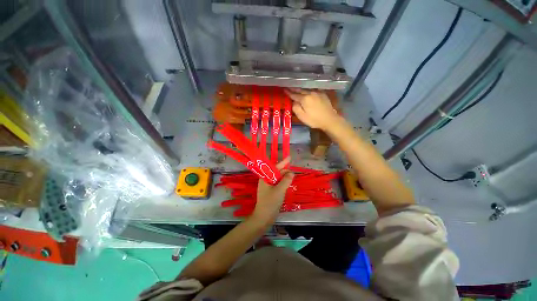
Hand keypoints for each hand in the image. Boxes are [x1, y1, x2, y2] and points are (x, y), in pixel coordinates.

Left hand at [252, 157, 293, 224]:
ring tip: (292, 177)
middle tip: (293, 173)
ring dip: (285, 177)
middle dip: (285, 171)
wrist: (264, 217)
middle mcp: (266, 180)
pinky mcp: (271, 191)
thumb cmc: (270, 202)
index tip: (289, 157)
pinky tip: (289, 183)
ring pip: (278, 178)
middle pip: (277, 172)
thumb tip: (292, 173)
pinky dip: (284, 183)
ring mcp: (269, 186)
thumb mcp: (279, 190)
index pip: (275, 167)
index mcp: (265, 177)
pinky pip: (278, 184)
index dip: (283, 162)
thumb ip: (286, 181)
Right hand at [285, 89, 340, 129]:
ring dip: (301, 89)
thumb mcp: (302, 117)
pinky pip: (313, 90)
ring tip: (296, 88)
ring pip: (307, 89)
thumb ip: (296, 108)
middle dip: (294, 89)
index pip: (294, 95)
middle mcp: (310, 93)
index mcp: (304, 99)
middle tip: (289, 87)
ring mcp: (317, 93)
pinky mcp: (323, 94)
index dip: (288, 93)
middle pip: (300, 90)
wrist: (329, 120)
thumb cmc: (314, 120)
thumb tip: (293, 102)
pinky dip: (308, 90)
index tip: (284, 89)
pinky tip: (307, 90)